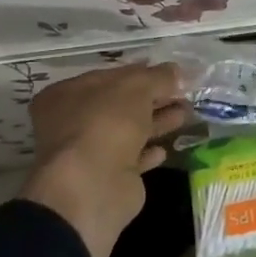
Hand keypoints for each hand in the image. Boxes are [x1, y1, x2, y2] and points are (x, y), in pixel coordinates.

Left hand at [18, 63, 188, 256]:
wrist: (93, 185)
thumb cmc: (106, 124)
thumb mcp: (135, 88)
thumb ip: (157, 77)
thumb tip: (176, 71)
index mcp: (69, 94)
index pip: (111, 76)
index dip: (143, 73)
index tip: (173, 73)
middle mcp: (73, 122)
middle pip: (121, 104)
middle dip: (154, 98)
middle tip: (185, 94)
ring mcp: (90, 151)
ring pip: (129, 131)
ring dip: (157, 122)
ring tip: (186, 114)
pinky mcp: (108, 177)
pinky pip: (133, 159)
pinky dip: (148, 152)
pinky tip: (165, 148)